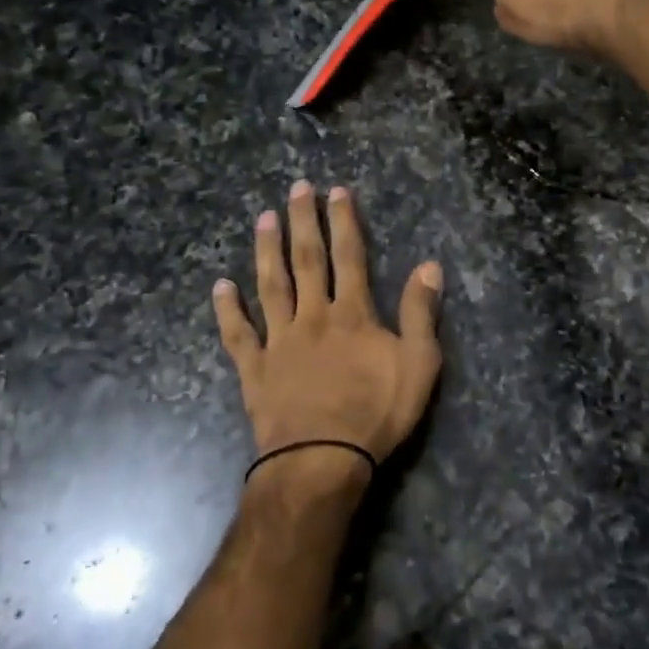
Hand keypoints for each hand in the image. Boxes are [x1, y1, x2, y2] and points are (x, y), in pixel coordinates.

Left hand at [213, 182, 442, 483]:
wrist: (322, 461)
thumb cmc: (376, 413)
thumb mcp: (419, 364)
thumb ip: (421, 313)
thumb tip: (429, 264)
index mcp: (352, 314)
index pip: (349, 256)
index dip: (344, 221)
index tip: (336, 191)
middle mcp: (313, 316)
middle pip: (307, 260)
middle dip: (303, 221)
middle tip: (296, 188)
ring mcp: (279, 341)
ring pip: (271, 286)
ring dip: (267, 250)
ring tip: (264, 219)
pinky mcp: (255, 369)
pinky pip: (238, 334)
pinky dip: (227, 309)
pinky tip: (219, 286)